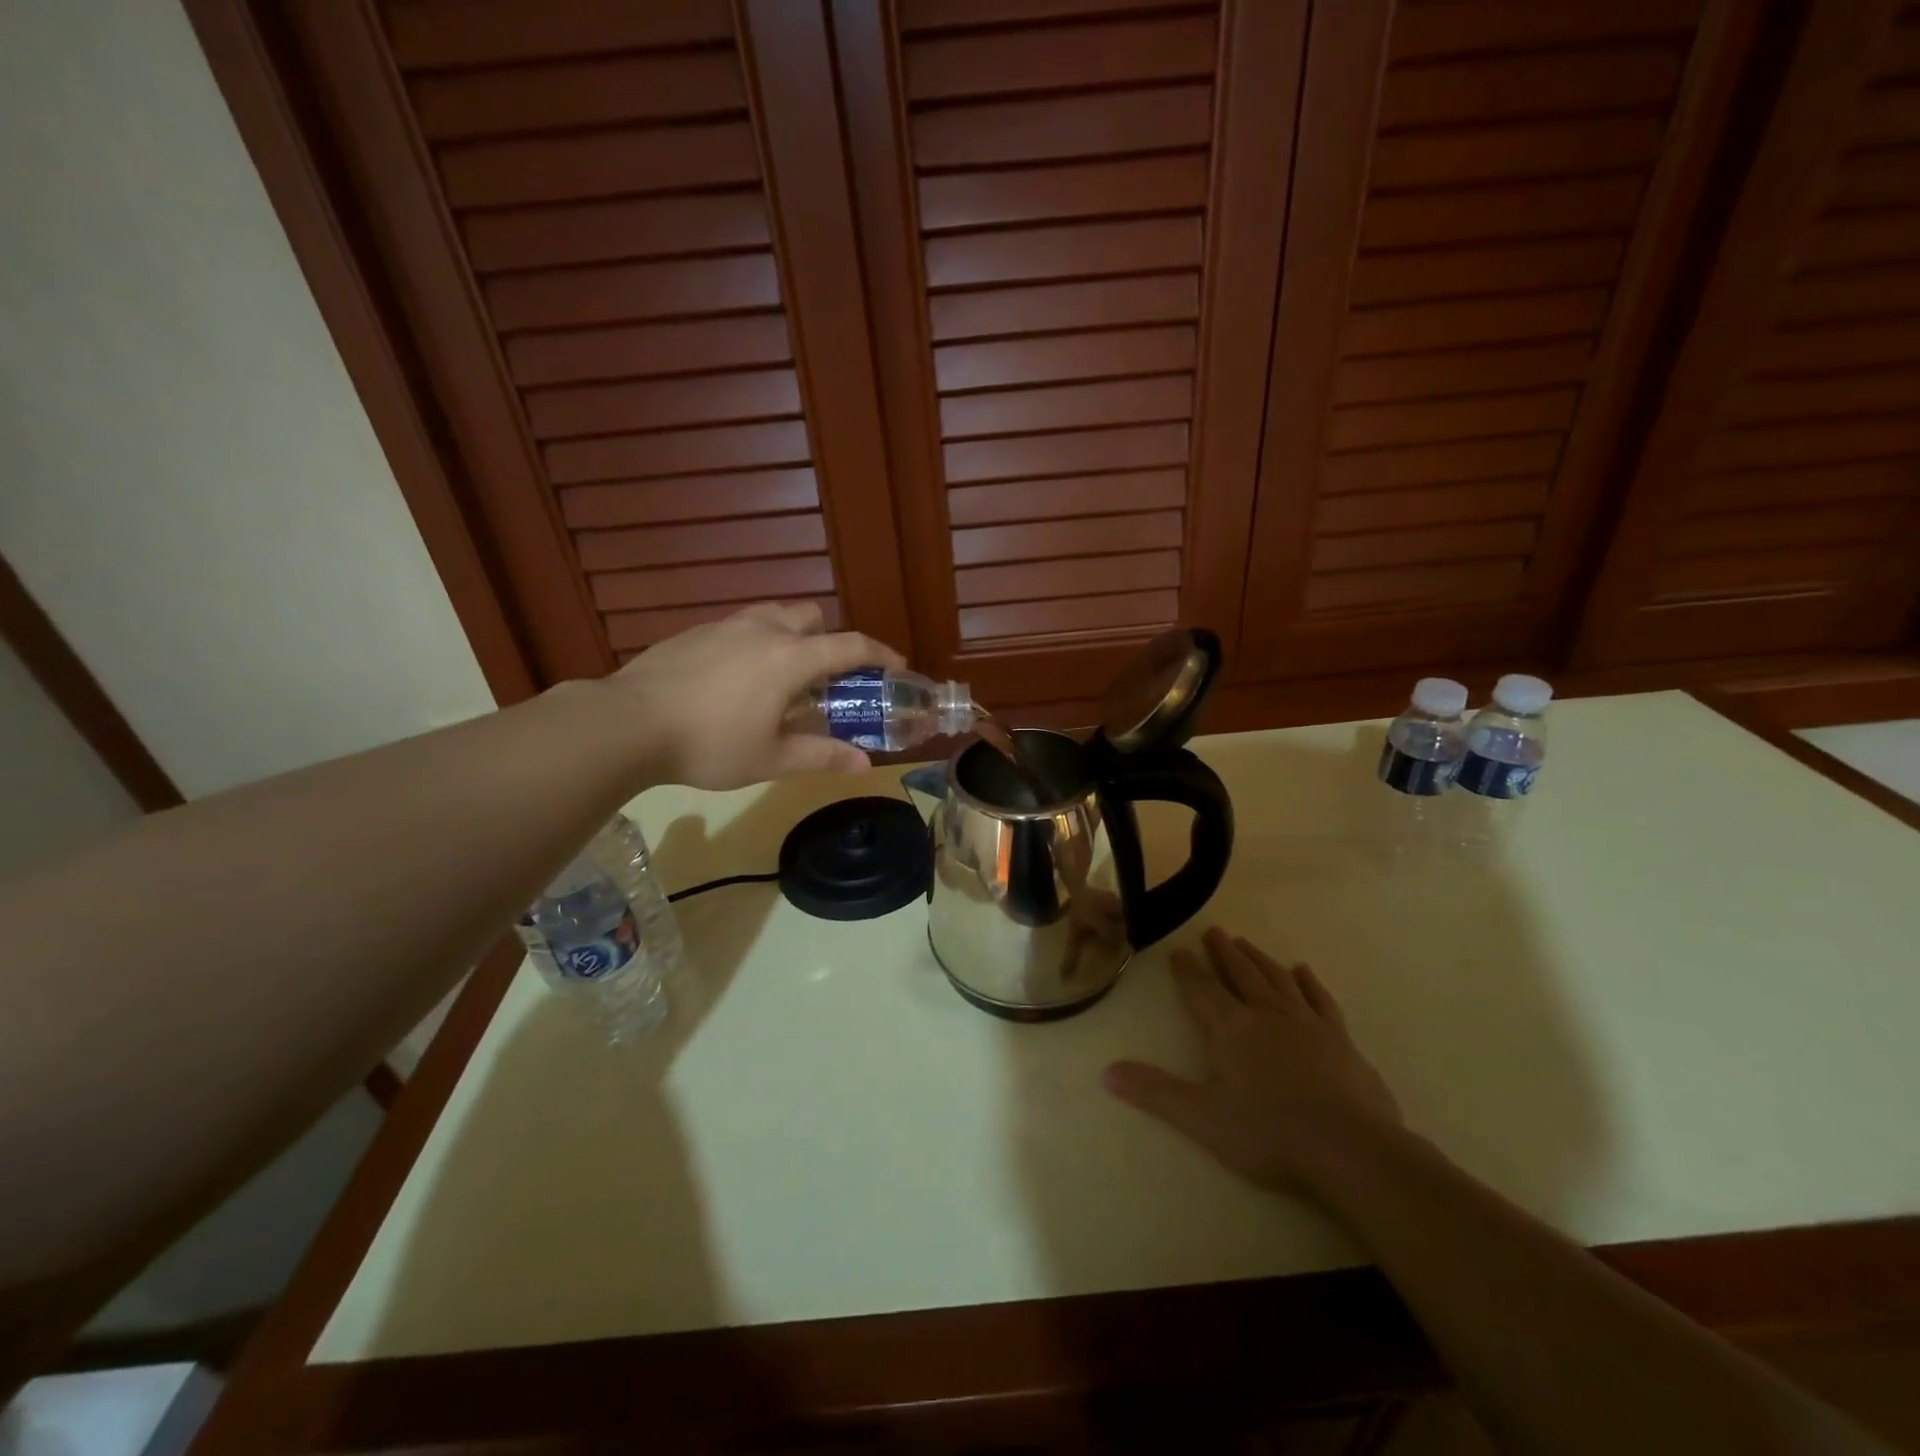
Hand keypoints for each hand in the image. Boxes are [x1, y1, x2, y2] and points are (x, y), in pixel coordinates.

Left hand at [609, 602, 905, 788]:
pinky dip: (754, 644)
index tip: (896, 666)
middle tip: (826, 677)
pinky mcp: (693, 633)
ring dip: (790, 636)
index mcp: (790, 658)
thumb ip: (821, 756)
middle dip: (829, 638)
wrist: (628, 723)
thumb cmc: (709, 744)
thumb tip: (863, 765)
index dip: (880, 654)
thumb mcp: (770, 758)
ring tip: (781, 676)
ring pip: (772, 615)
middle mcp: (763, 630)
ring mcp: (724, 626)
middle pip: (811, 616)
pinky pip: (739, 628)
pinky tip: (735, 681)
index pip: (850, 645)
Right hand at [1105, 926, 1400, 1192]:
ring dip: (1258, 959)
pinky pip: (1320, 999)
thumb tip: (1106, 1072)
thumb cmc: (1269, 1134)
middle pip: (1240, 974)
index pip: (1202, 990)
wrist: (1350, 1149)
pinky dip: (1308, 982)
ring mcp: (1307, 1023)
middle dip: (1224, 953)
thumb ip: (1155, 1092)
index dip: (1188, 970)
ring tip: (1245, 943)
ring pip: (1277, 978)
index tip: (1178, 950)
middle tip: (1214, 932)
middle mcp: (1266, 1014)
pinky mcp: (1340, 1039)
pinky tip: (1302, 970)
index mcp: (1230, 1028)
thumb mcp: (1202, 1118)